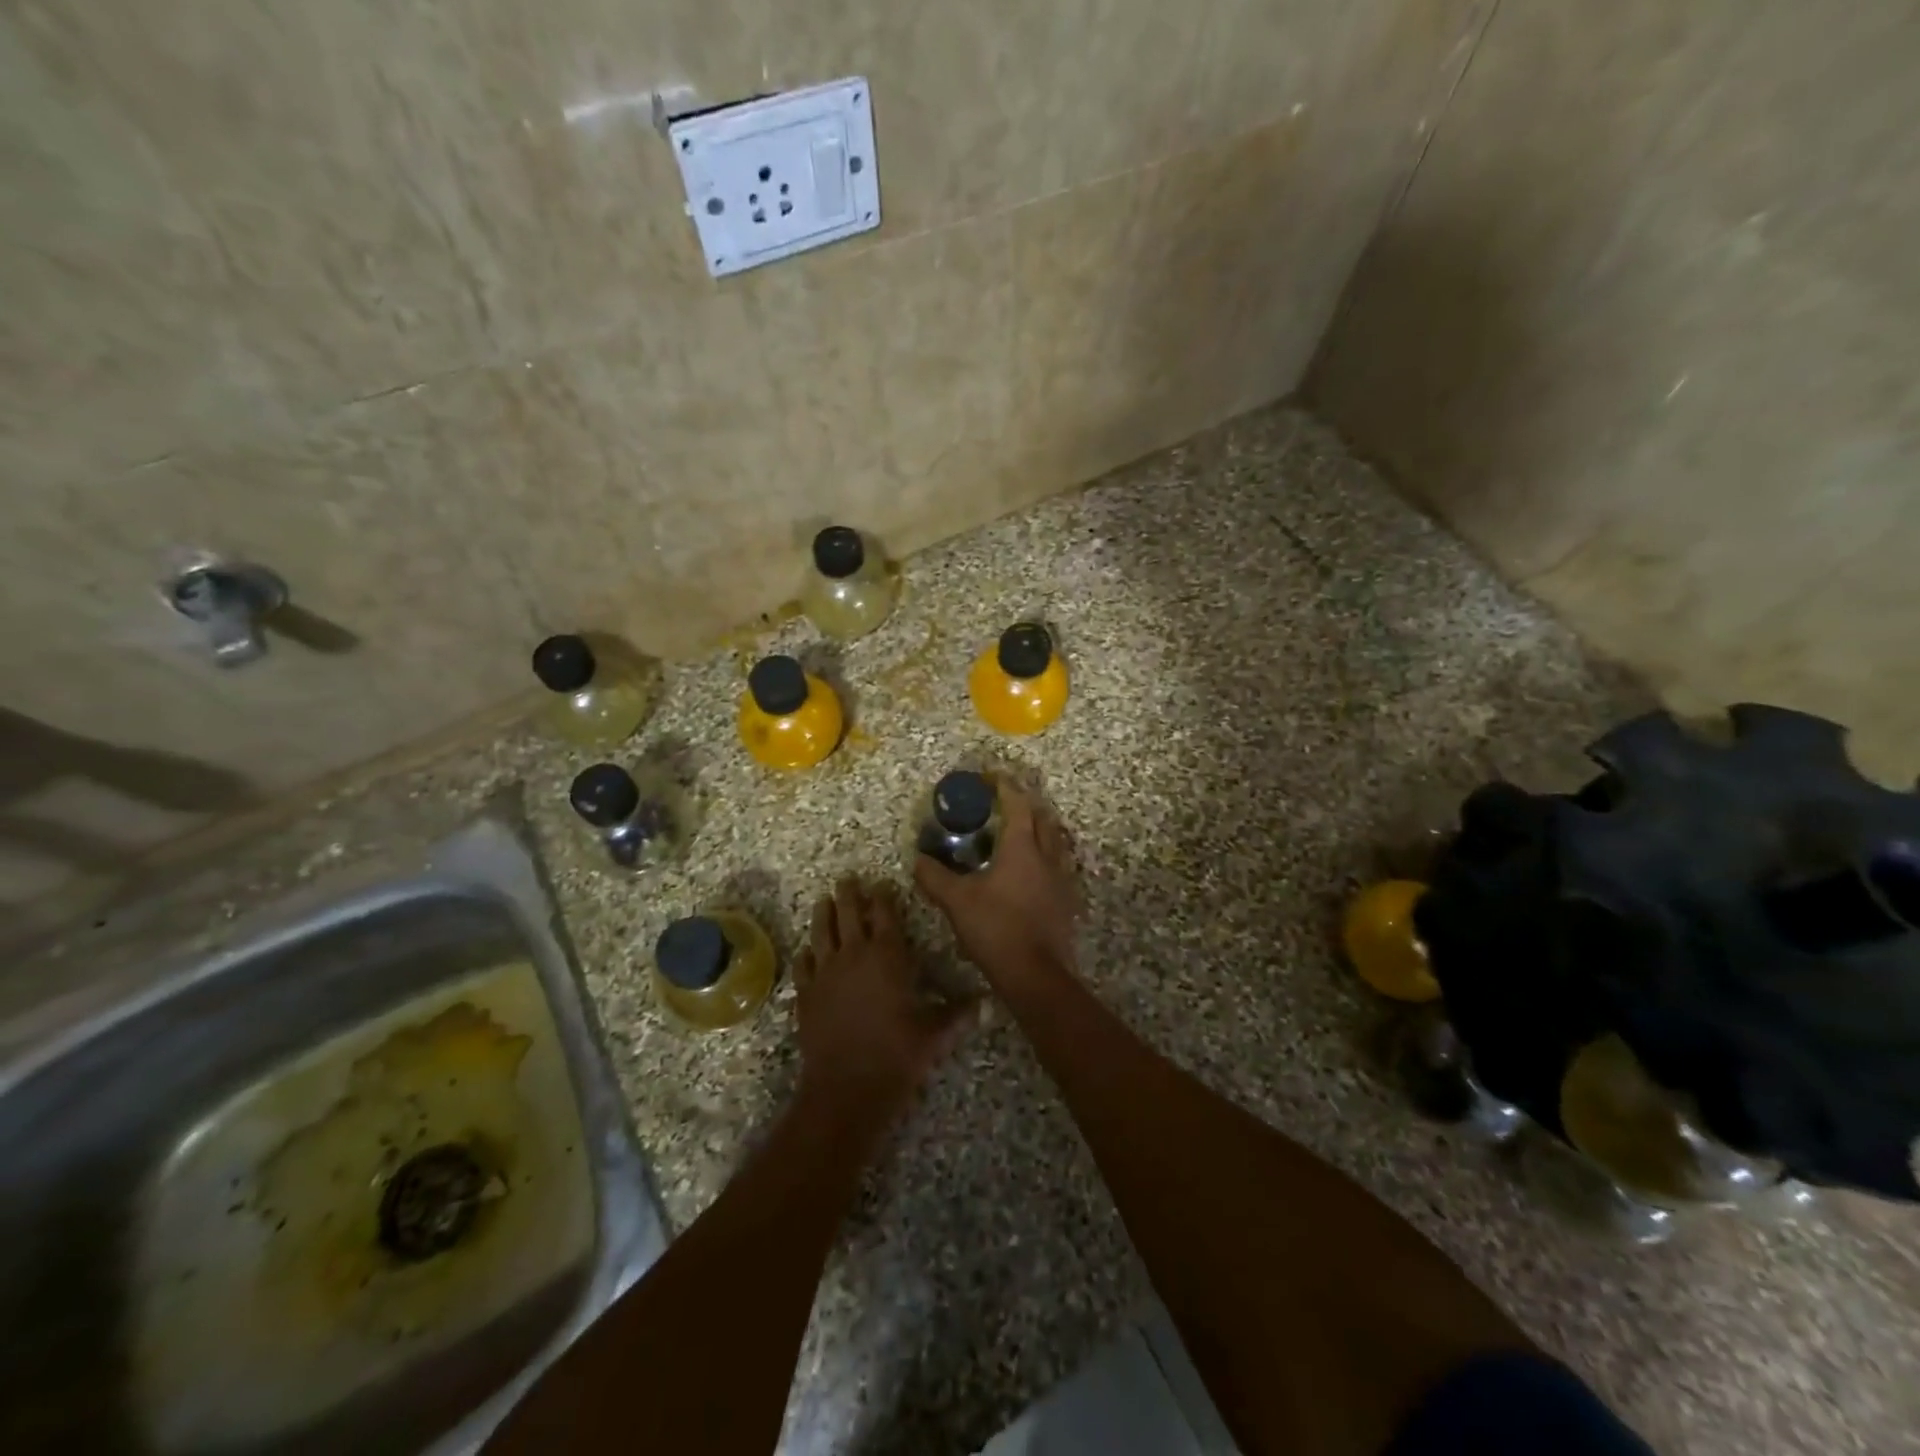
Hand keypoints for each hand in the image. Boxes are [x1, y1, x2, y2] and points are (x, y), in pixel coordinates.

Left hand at [794, 878, 976, 1124]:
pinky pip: (804, 965)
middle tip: (847, 879)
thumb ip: (958, 1014)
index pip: (884, 914)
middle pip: (848, 913)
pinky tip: (807, 952)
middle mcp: (854, 955)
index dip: (883, 896)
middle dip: (849, 894)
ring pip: (821, 932)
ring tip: (823, 901)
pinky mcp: (806, 994)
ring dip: (823, 914)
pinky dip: (806, 955)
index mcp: (887, 956)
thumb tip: (986, 1004)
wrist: (847, 1087)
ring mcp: (825, 973)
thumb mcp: (935, 1034)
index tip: (882, 884)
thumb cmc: (897, 1054)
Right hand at [913, 783, 1080, 988]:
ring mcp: (1062, 879)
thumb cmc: (996, 928)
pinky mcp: (1067, 901)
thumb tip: (917, 859)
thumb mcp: (957, 901)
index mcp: (1022, 848)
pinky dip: (1047, 857)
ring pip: (1055, 842)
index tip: (993, 776)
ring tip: (1021, 833)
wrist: (1036, 974)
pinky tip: (1033, 871)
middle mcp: (1047, 856)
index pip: (1017, 805)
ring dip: (1040, 830)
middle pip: (1043, 819)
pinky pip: (1059, 866)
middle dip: (1027, 805)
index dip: (1005, 787)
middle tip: (1007, 803)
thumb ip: (935, 877)